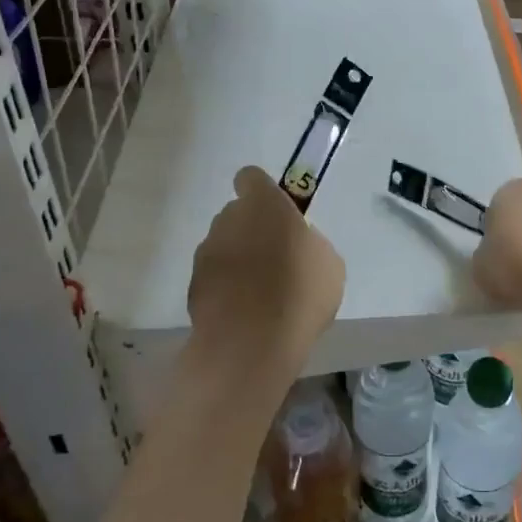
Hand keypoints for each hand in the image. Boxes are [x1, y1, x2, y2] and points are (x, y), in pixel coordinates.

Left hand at [187, 166, 343, 390]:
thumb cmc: (300, 293)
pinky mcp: (193, 285)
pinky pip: (214, 277)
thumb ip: (308, 243)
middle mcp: (229, 220)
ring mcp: (207, 252)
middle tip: (276, 259)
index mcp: (265, 205)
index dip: (261, 191)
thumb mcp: (328, 263)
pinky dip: (226, 288)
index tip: (275, 212)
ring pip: (224, 245)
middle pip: (237, 214)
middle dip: (252, 229)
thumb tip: (298, 246)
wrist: (252, 344)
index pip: (251, 178)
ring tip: (260, 293)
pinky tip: (245, 313)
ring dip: (239, 260)